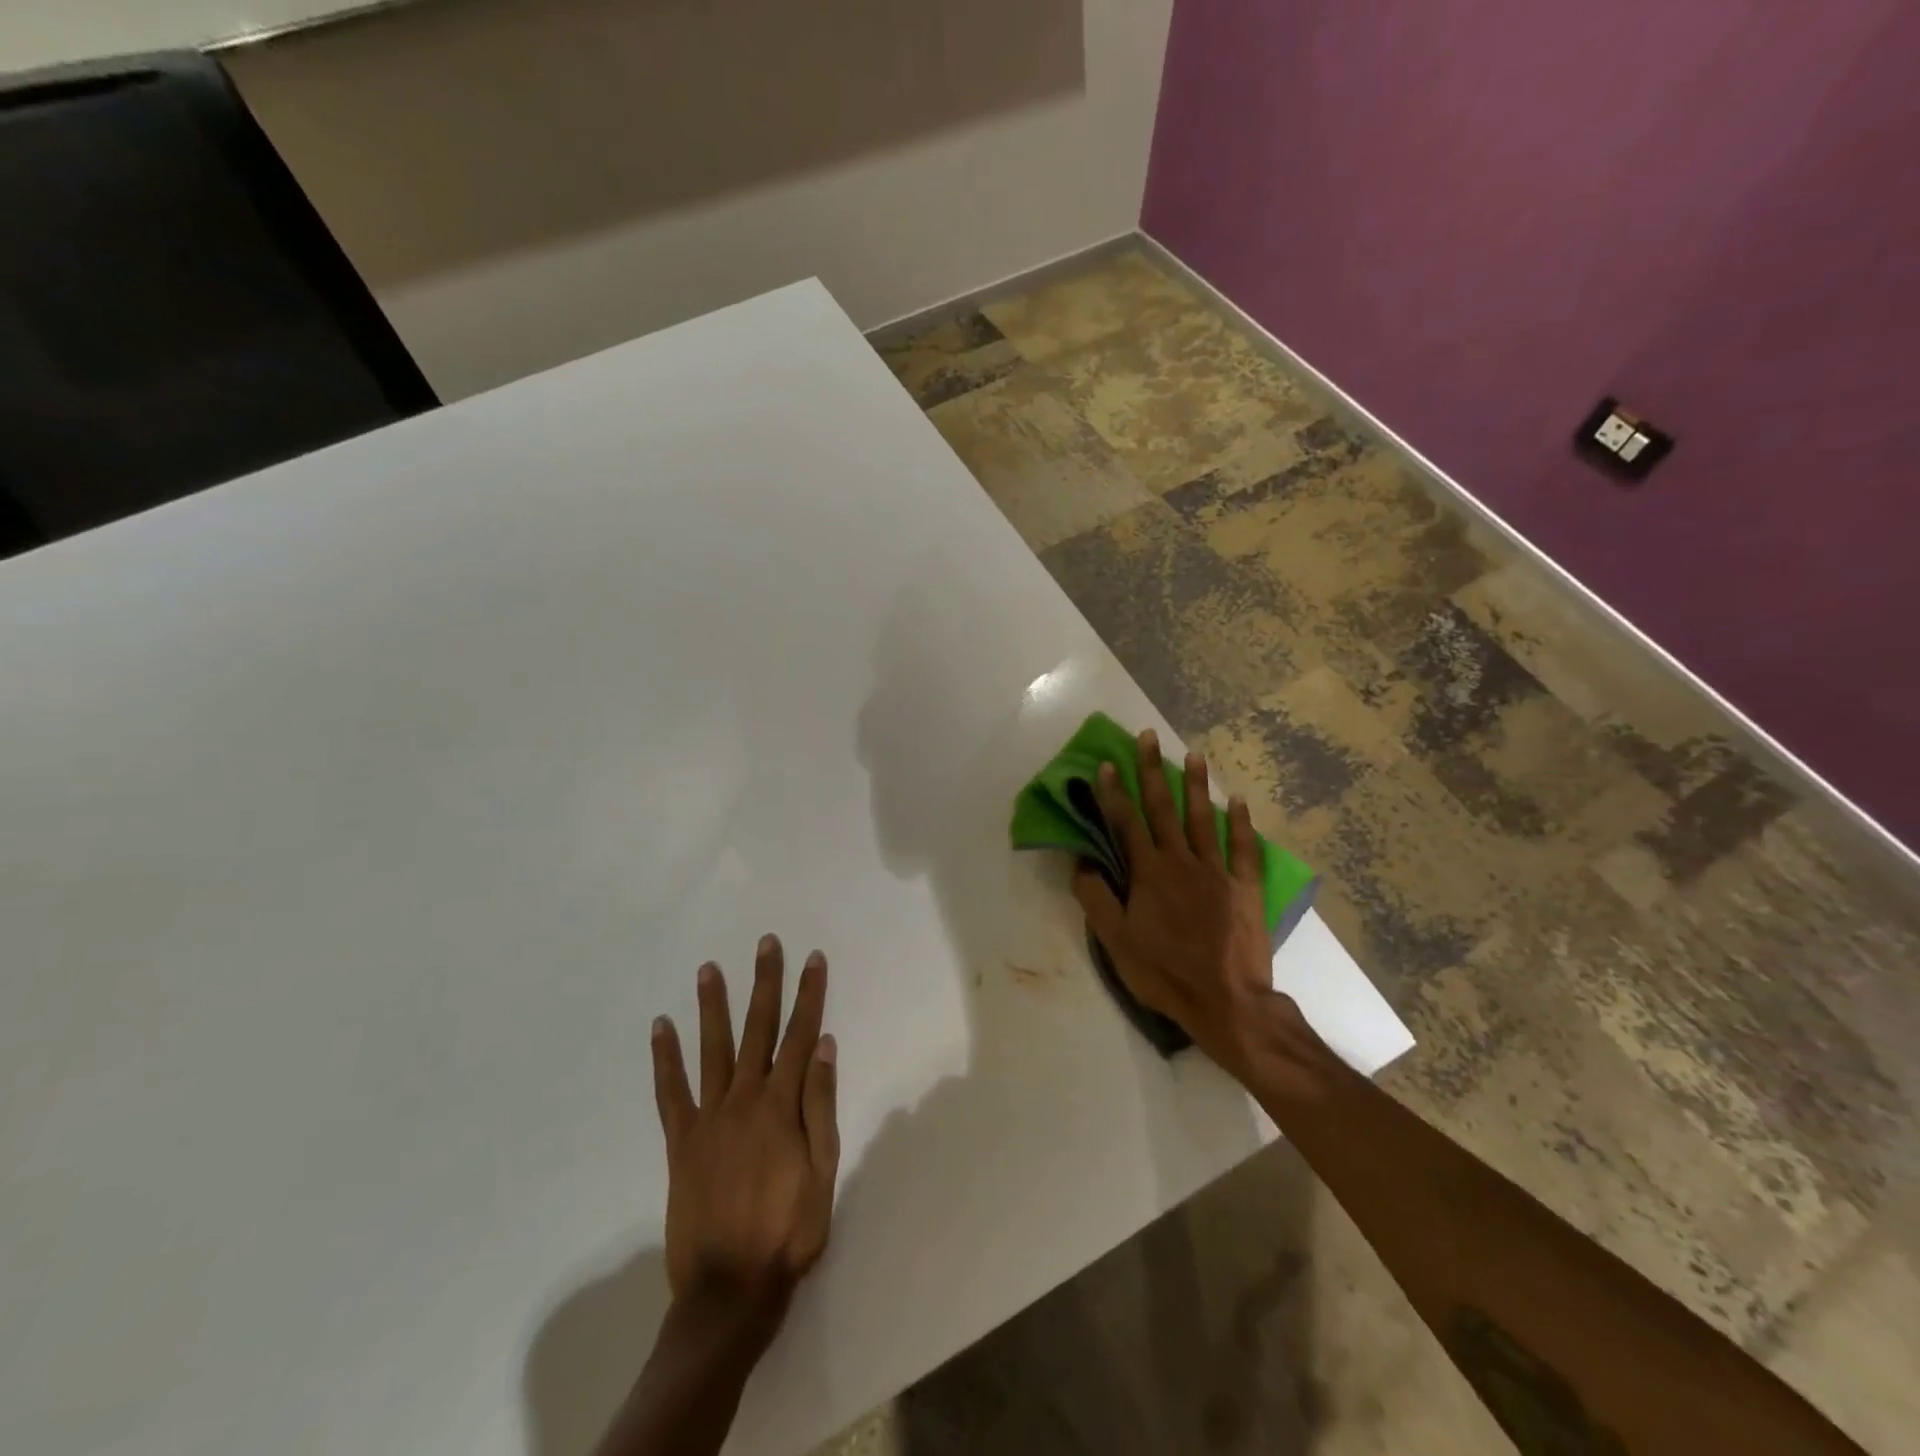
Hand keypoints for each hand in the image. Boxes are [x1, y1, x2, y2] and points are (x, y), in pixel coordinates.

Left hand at [650, 935, 839, 1341]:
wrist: (730, 1289)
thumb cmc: (788, 1230)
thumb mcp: (824, 1170)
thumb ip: (821, 1104)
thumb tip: (823, 1045)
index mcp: (783, 1105)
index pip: (800, 1035)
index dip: (809, 994)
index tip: (813, 958)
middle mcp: (745, 1098)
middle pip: (758, 1029)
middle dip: (765, 982)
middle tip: (766, 943)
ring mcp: (709, 1117)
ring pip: (713, 1048)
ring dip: (712, 1006)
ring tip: (708, 968)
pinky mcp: (681, 1140)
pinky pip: (670, 1092)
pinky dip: (664, 1058)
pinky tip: (660, 1027)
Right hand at [1072, 729, 1328, 1091]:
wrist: (1226, 1001)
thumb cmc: (1164, 973)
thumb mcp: (1116, 941)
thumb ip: (1096, 898)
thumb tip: (1083, 864)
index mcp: (1149, 873)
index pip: (1125, 822)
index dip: (1112, 791)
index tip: (1105, 763)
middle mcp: (1181, 861)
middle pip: (1163, 808)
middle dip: (1151, 770)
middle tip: (1147, 737)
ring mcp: (1217, 871)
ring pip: (1203, 818)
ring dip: (1195, 784)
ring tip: (1191, 753)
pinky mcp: (1245, 887)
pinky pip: (1244, 847)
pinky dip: (1241, 822)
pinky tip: (1238, 800)